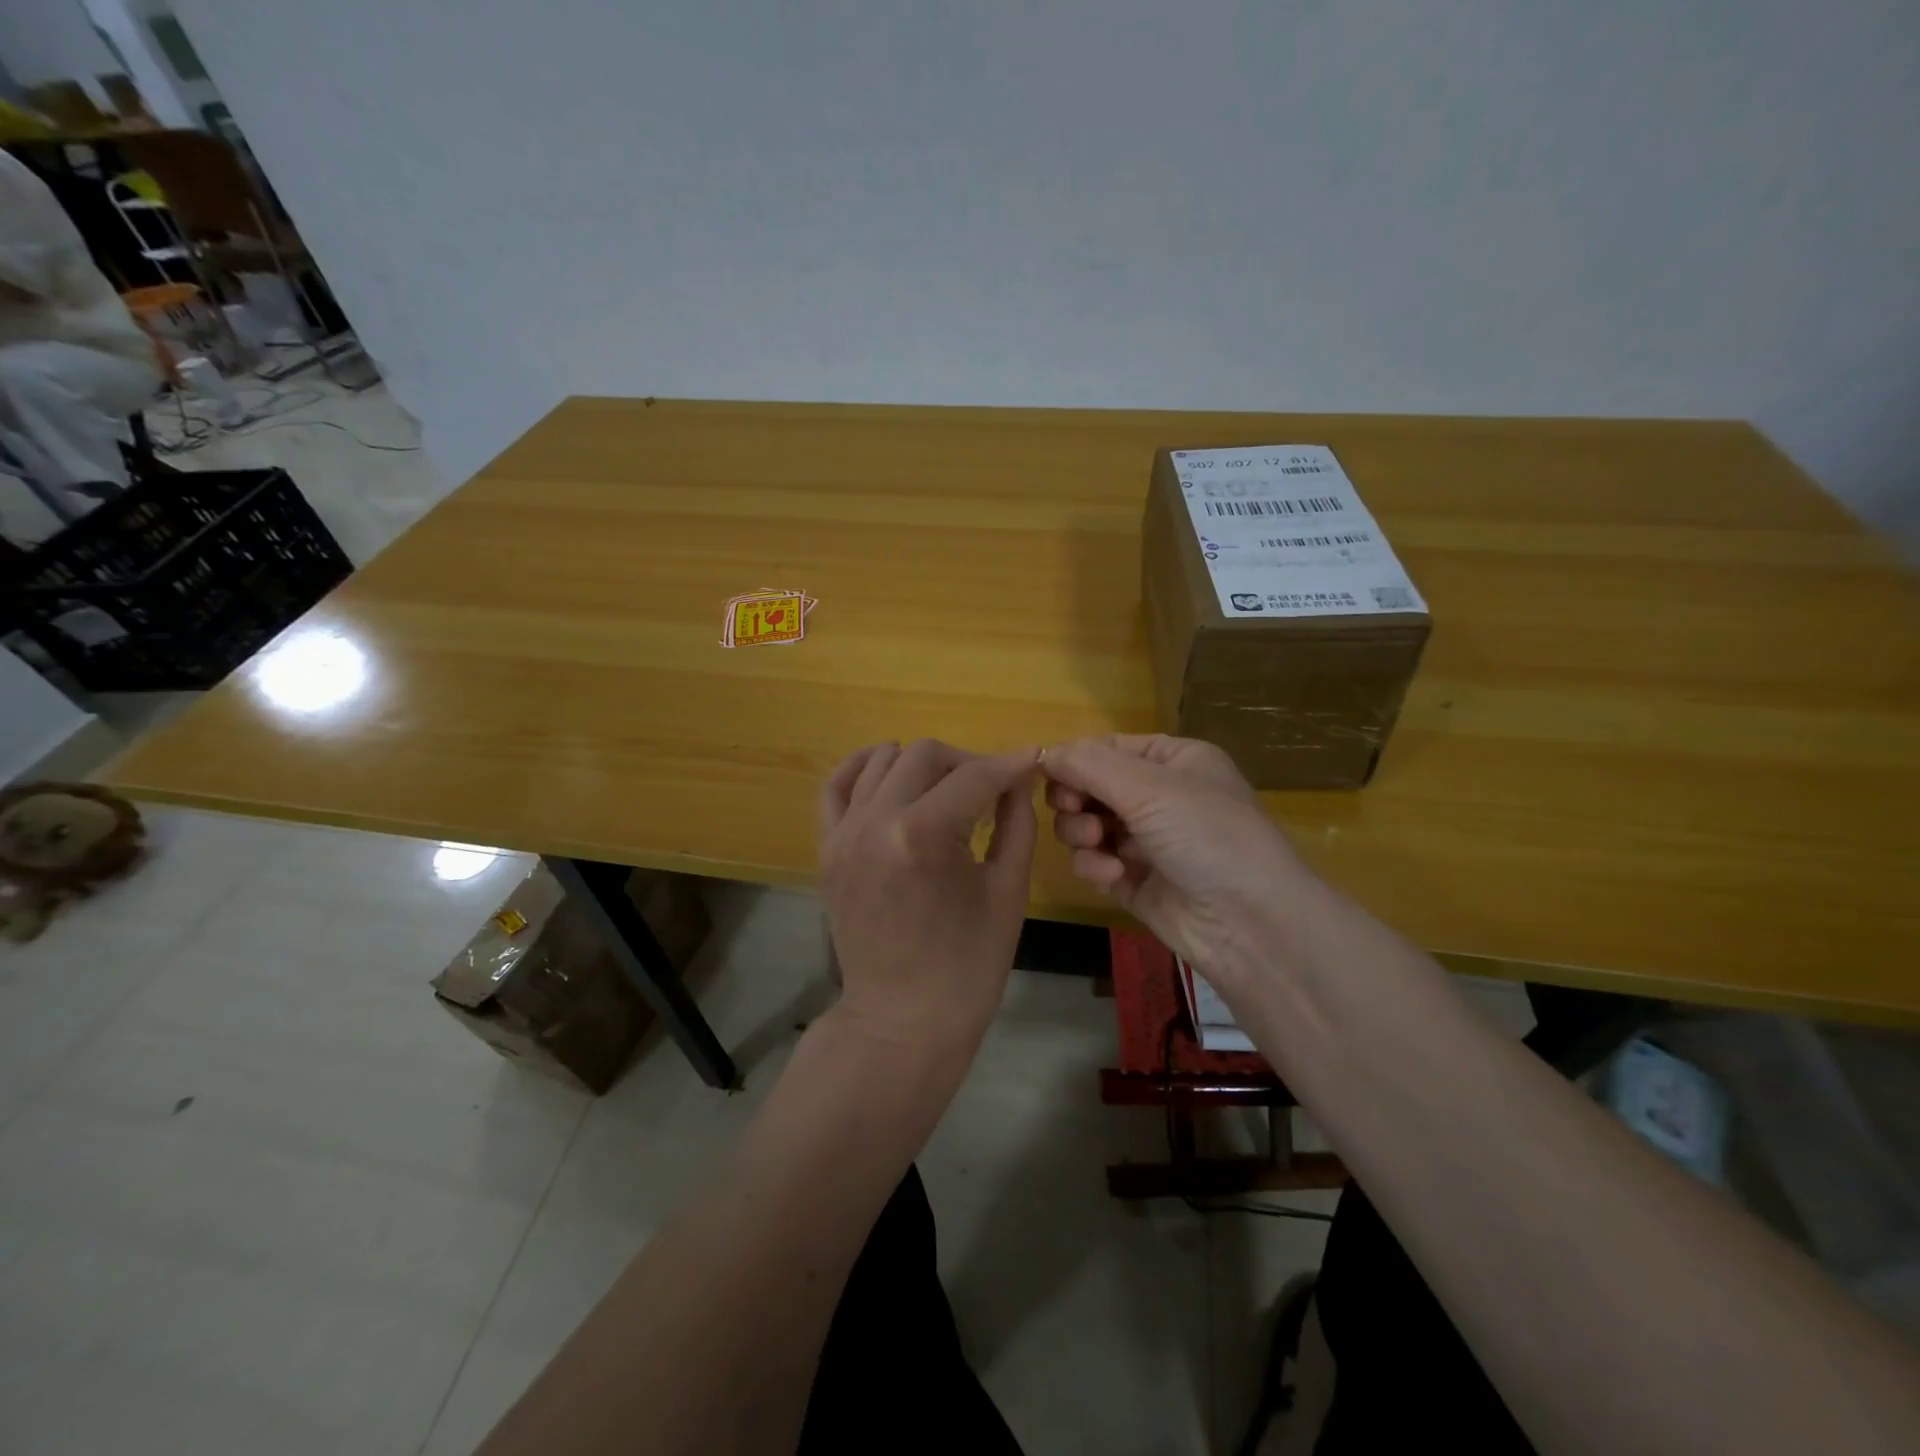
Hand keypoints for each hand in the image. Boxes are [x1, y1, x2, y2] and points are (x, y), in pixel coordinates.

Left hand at [818, 739, 1039, 1055]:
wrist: (902, 1020)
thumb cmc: (968, 966)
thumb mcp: (1008, 891)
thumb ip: (1016, 822)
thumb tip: (1019, 778)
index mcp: (923, 836)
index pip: (974, 776)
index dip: (1010, 765)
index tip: (1032, 762)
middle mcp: (875, 822)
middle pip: (925, 755)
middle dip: (967, 763)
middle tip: (993, 788)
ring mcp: (843, 834)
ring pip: (882, 760)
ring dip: (922, 764)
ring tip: (948, 790)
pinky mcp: (827, 848)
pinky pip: (836, 786)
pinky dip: (862, 767)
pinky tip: (888, 767)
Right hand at [1041, 735, 1311, 984]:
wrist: (1250, 923)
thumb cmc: (1206, 834)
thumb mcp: (1148, 787)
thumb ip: (1087, 764)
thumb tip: (1042, 751)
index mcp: (1172, 760)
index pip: (1106, 747)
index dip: (1074, 759)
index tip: (1048, 775)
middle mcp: (1159, 796)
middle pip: (1090, 786)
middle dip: (1076, 799)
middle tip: (1075, 810)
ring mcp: (1146, 840)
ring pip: (1086, 824)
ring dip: (1081, 832)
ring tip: (1095, 843)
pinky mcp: (1135, 881)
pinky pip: (1095, 862)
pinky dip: (1095, 866)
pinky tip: (1112, 875)